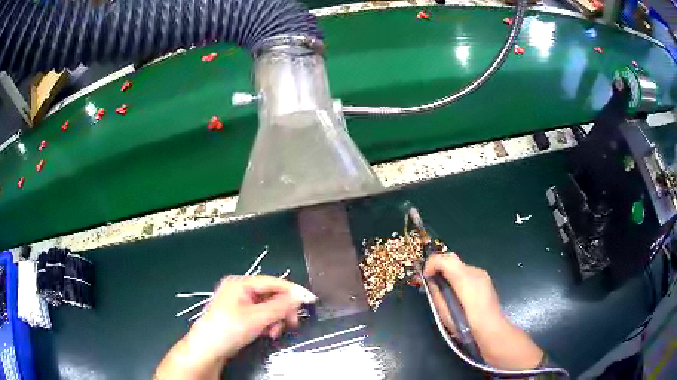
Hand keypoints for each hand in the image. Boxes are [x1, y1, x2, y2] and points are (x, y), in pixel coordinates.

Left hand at [155, 275, 316, 378]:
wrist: (208, 349)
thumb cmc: (229, 329)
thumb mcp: (257, 318)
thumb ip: (280, 306)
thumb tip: (301, 296)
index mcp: (241, 283)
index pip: (273, 282)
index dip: (293, 291)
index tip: (310, 301)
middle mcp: (240, 289)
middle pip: (271, 295)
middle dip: (282, 311)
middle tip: (291, 323)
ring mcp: (240, 303)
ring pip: (268, 307)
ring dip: (275, 320)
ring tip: (274, 333)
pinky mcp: (241, 315)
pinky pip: (261, 316)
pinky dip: (268, 324)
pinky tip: (267, 334)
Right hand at [423, 253, 543, 369]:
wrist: (492, 331)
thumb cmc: (467, 326)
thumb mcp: (446, 313)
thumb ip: (437, 294)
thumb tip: (431, 282)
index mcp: (464, 279)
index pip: (445, 259)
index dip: (431, 264)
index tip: (424, 277)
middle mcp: (475, 271)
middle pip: (452, 259)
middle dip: (438, 266)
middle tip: (430, 281)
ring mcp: (482, 274)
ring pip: (460, 266)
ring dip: (449, 273)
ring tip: (443, 290)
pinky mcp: (486, 280)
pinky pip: (468, 273)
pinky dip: (458, 277)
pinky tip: (457, 294)